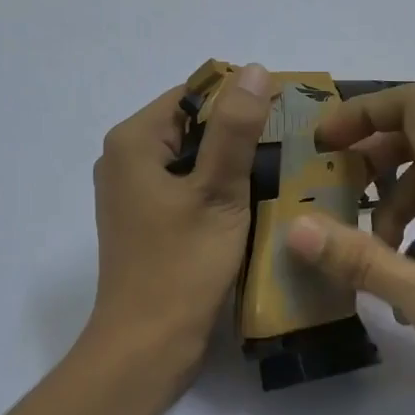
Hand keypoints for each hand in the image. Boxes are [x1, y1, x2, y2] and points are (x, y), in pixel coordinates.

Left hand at [86, 66, 272, 376]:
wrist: (147, 345)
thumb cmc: (182, 265)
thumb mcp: (217, 192)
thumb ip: (235, 129)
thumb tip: (255, 70)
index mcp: (134, 141)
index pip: (194, 93)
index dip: (240, 99)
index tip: (286, 118)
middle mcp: (124, 159)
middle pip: (191, 125)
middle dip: (238, 134)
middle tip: (290, 150)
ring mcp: (132, 193)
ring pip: (191, 159)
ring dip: (231, 165)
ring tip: (280, 175)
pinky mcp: (145, 221)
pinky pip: (186, 188)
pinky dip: (216, 190)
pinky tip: (251, 205)